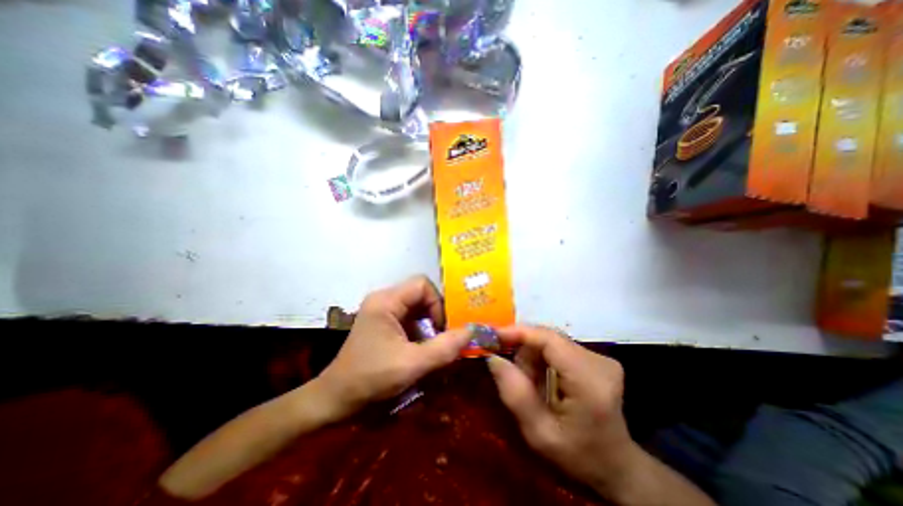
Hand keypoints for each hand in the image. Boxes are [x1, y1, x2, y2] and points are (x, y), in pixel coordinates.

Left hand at [317, 277, 472, 418]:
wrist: (335, 399)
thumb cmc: (370, 378)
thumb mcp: (412, 364)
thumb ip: (444, 348)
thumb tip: (472, 331)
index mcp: (386, 301)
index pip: (422, 285)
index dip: (438, 303)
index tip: (443, 328)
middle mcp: (384, 299)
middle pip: (421, 294)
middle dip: (436, 314)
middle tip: (445, 336)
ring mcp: (383, 311)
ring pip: (417, 307)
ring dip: (430, 324)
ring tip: (436, 344)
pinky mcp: (384, 323)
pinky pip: (410, 318)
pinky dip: (422, 330)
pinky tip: (423, 348)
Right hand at [487, 328, 640, 496]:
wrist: (617, 466)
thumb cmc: (578, 456)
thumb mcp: (539, 434)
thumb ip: (515, 394)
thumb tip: (493, 357)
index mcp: (589, 382)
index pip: (549, 339)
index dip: (519, 332)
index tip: (493, 335)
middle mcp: (598, 362)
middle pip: (548, 338)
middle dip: (524, 350)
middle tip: (513, 374)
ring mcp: (600, 358)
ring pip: (551, 340)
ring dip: (533, 356)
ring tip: (530, 383)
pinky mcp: (597, 358)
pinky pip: (558, 346)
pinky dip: (543, 358)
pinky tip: (542, 378)